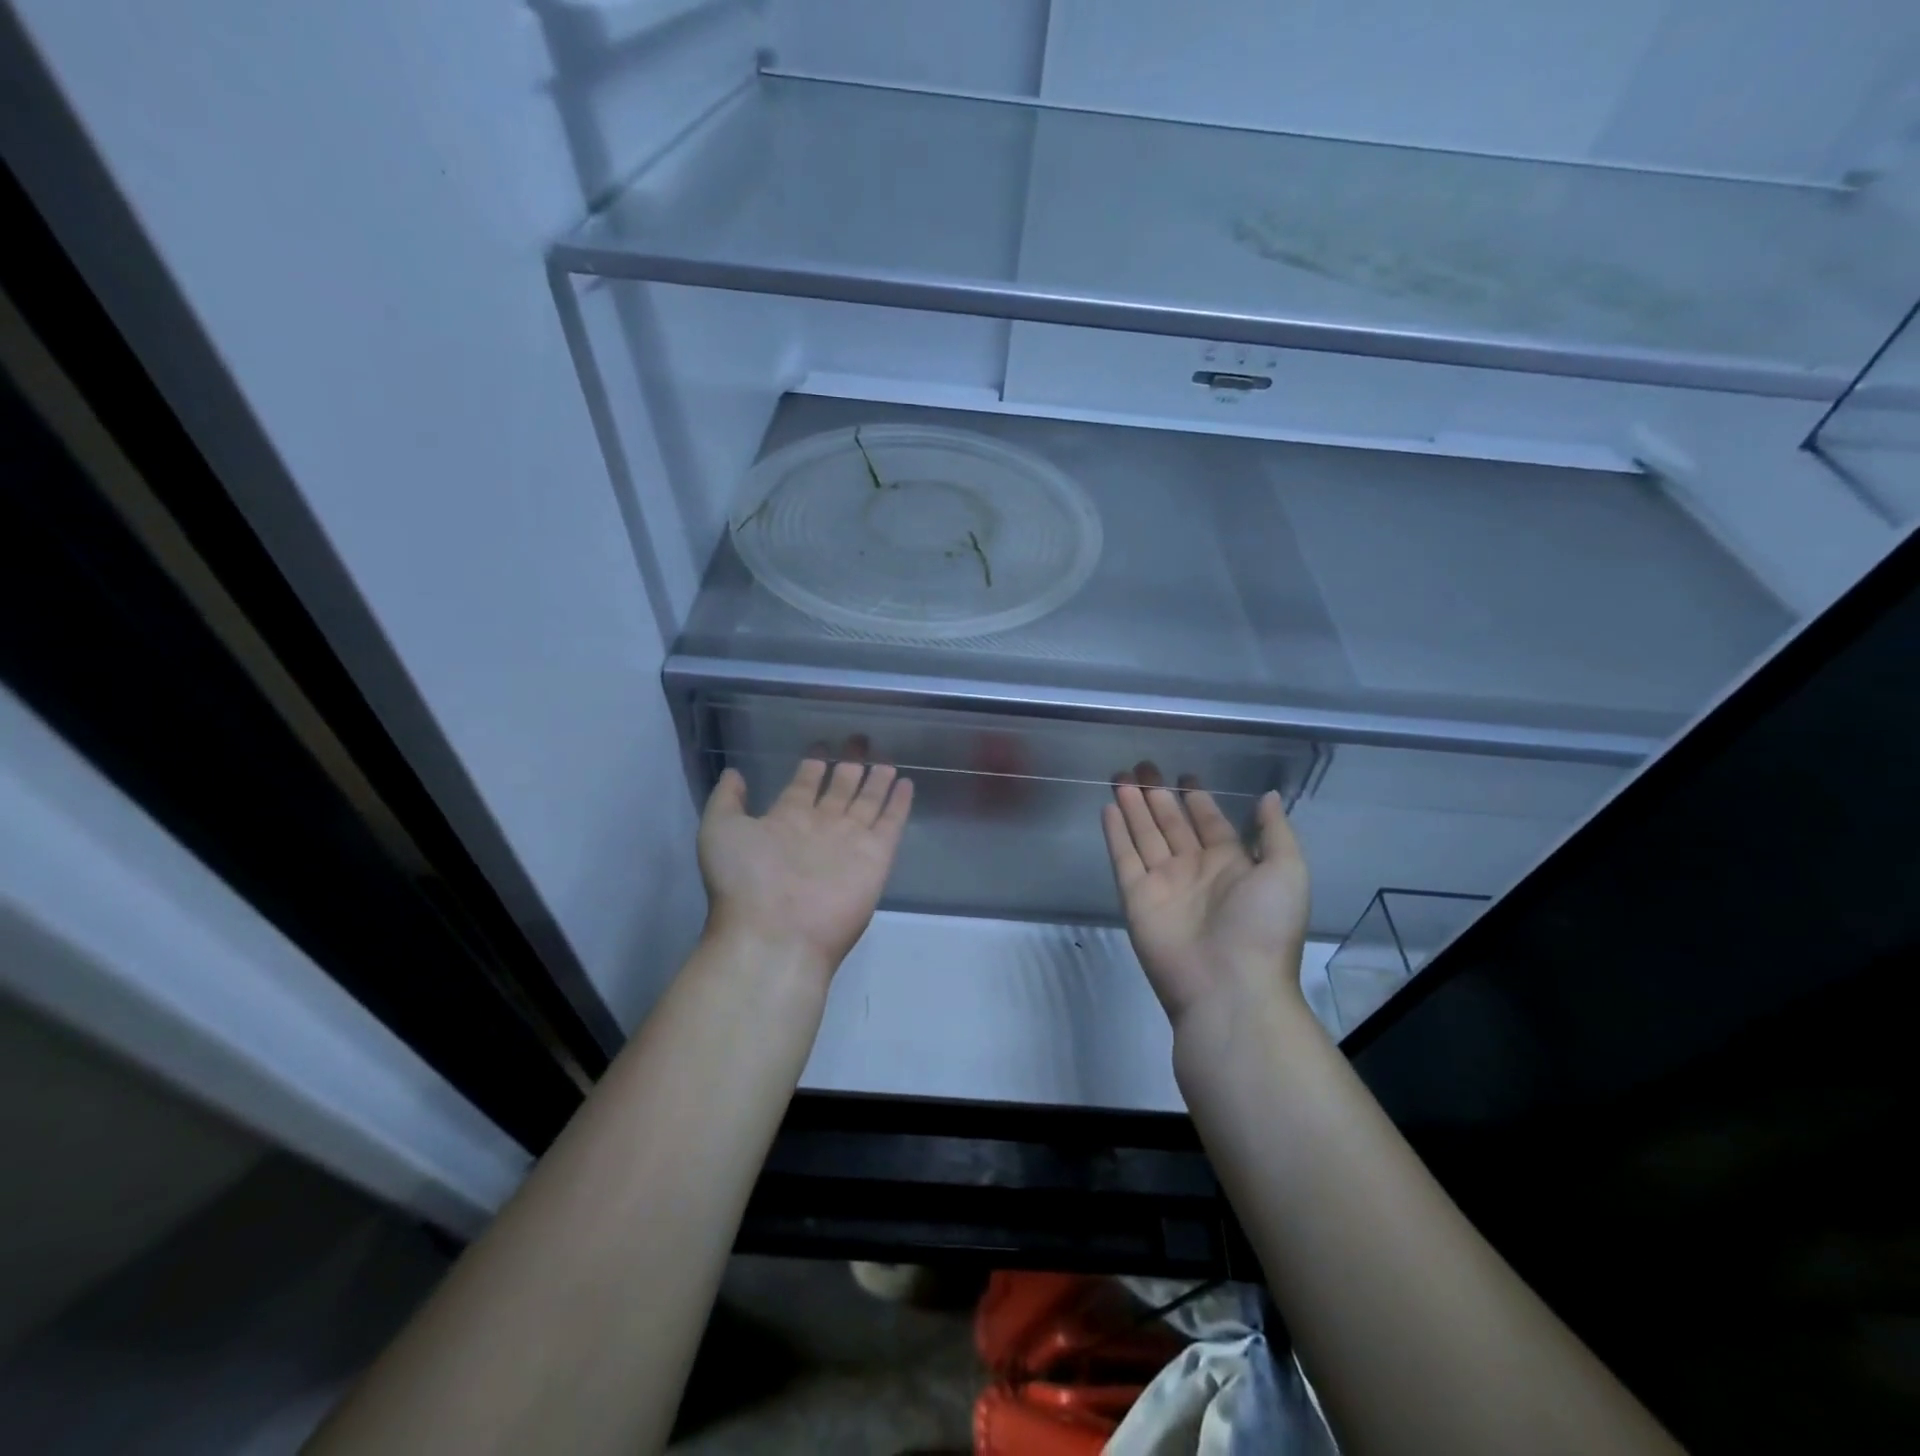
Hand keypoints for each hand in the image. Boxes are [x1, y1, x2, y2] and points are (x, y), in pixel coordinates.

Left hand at [697, 750, 912, 979]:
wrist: (776, 933)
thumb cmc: (744, 880)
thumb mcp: (720, 830)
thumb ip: (728, 799)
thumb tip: (735, 773)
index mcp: (786, 820)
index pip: (805, 784)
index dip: (814, 763)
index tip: (822, 744)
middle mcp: (820, 827)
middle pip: (840, 788)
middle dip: (849, 764)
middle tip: (860, 740)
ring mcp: (850, 841)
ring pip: (867, 801)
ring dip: (876, 780)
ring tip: (886, 758)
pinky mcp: (876, 856)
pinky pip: (891, 822)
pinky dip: (899, 803)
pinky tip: (906, 783)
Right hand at [1102, 763, 1309, 1026]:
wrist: (1229, 987)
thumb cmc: (1264, 927)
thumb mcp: (1286, 872)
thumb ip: (1275, 832)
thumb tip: (1268, 796)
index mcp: (1232, 864)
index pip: (1210, 823)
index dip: (1198, 799)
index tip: (1185, 774)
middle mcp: (1195, 870)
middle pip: (1172, 824)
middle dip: (1158, 795)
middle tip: (1142, 765)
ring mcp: (1163, 883)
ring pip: (1145, 835)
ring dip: (1133, 806)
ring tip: (1120, 776)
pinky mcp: (1137, 897)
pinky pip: (1124, 857)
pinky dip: (1116, 833)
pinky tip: (1108, 807)